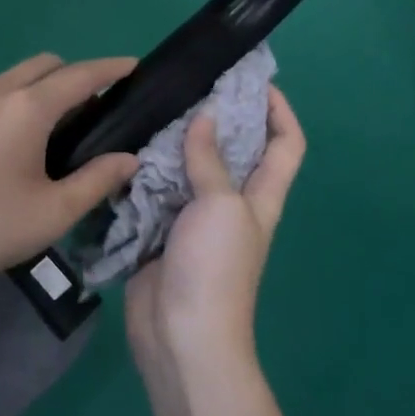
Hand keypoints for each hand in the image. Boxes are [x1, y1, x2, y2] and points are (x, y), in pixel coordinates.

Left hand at [0, 54, 140, 303]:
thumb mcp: (53, 213)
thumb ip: (97, 180)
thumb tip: (129, 159)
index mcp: (27, 108)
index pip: (80, 75)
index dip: (111, 68)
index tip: (133, 66)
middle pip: (44, 65)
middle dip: (74, 75)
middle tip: (91, 110)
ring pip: (11, 78)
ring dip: (38, 88)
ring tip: (48, 129)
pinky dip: (8, 103)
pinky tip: (3, 144)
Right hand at [126, 86, 304, 377]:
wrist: (181, 334)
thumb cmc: (215, 267)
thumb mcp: (220, 206)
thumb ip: (210, 160)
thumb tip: (205, 116)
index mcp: (261, 196)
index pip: (287, 144)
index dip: (280, 110)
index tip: (254, 81)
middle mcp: (232, 202)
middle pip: (236, 150)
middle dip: (221, 116)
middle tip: (190, 84)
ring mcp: (195, 218)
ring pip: (192, 167)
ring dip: (178, 140)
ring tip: (154, 108)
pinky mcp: (162, 231)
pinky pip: (158, 190)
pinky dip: (147, 169)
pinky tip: (127, 148)